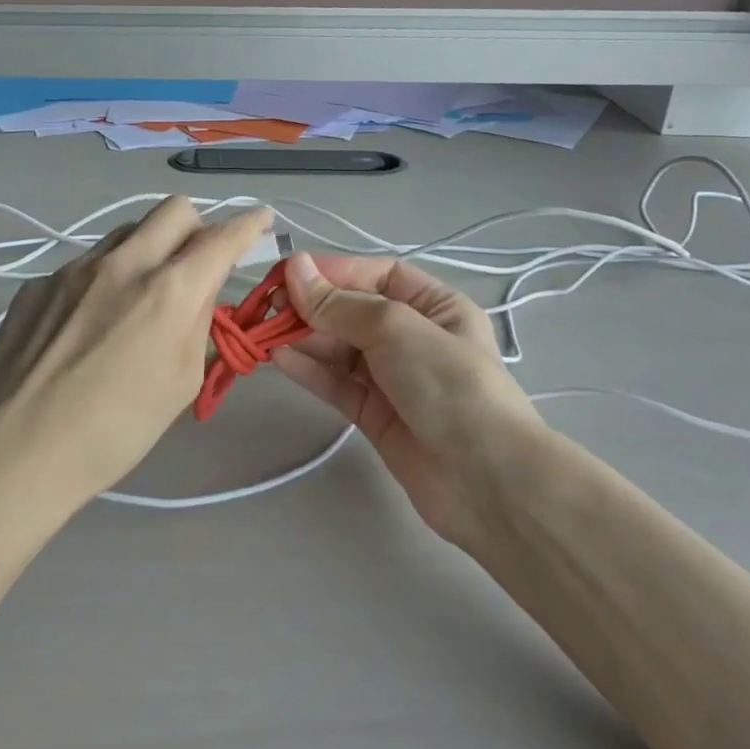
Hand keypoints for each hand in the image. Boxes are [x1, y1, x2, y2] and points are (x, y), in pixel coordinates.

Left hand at [0, 197, 275, 506]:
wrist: (17, 450)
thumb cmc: (115, 431)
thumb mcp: (180, 383)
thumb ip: (197, 324)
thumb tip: (200, 290)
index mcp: (169, 291)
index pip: (222, 237)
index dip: (249, 224)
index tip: (260, 220)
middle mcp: (123, 263)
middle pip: (174, 209)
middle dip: (197, 227)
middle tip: (195, 264)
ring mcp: (74, 268)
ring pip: (127, 231)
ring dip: (148, 249)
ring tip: (139, 296)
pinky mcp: (38, 283)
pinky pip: (85, 263)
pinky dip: (103, 279)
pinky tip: (87, 324)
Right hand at [272, 252, 544, 543]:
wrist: (483, 479)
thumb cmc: (449, 385)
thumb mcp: (397, 329)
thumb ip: (341, 304)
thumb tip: (295, 269)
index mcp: (436, 306)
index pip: (378, 276)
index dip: (334, 271)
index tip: (288, 274)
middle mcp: (415, 337)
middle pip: (353, 311)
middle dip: (313, 306)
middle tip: (269, 307)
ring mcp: (394, 378)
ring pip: (341, 348)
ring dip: (304, 337)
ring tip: (265, 332)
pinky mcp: (375, 414)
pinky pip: (337, 383)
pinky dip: (309, 370)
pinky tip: (279, 359)